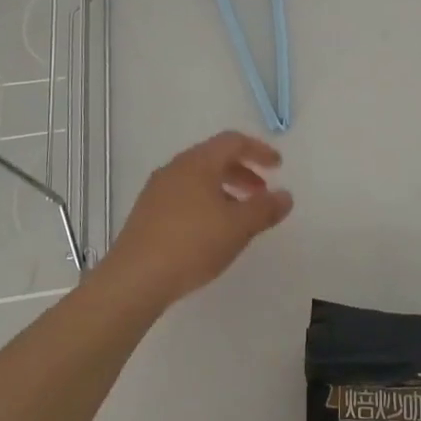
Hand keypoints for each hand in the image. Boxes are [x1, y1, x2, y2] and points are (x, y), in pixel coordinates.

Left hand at [100, 131, 293, 308]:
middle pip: (214, 158)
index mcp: (198, 162)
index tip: (277, 166)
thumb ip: (265, 209)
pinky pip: (183, 196)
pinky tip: (211, 231)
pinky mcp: (146, 213)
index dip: (259, 150)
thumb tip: (286, 196)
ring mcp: (157, 190)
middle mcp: (175, 168)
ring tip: (239, 216)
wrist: (135, 278)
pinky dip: (205, 202)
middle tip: (261, 192)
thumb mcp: (238, 227)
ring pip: (198, 179)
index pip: (233, 142)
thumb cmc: (192, 243)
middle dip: (242, 172)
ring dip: (224, 190)